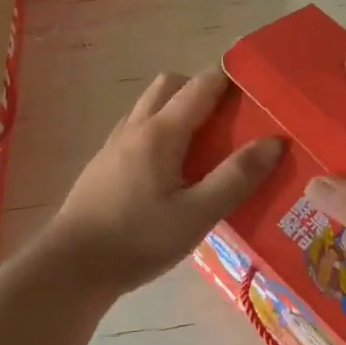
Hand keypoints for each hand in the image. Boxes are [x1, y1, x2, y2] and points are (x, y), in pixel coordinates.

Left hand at [38, 68, 282, 298]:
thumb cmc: (137, 240)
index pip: (200, 85)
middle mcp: (135, 128)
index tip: (257, 83)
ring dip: (178, 108)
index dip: (229, 76)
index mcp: (160, 132)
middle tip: (230, 117)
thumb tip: (274, 142)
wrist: (71, 268)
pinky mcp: (103, 165)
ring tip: (205, 142)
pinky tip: (171, 168)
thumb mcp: (196, 215)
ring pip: (150, 106)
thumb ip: (236, 178)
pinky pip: (137, 129)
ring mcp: (114, 145)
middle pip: (170, 85)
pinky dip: (160, 130)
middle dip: (201, 88)